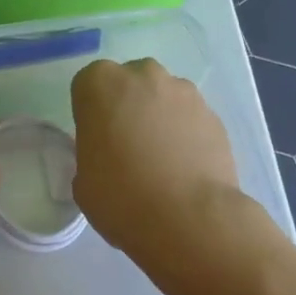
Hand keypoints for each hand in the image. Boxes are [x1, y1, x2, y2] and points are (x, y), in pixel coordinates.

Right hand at [70, 59, 246, 281]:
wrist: (188, 218)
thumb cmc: (120, 197)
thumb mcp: (82, 178)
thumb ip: (92, 152)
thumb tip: (108, 153)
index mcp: (100, 84)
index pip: (88, 86)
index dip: (91, 113)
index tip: (96, 139)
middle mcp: (142, 76)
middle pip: (129, 83)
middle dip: (127, 106)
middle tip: (127, 145)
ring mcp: (183, 91)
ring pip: (163, 97)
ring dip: (158, 117)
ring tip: (161, 159)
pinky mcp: (213, 113)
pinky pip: (189, 117)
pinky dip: (185, 133)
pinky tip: (184, 166)